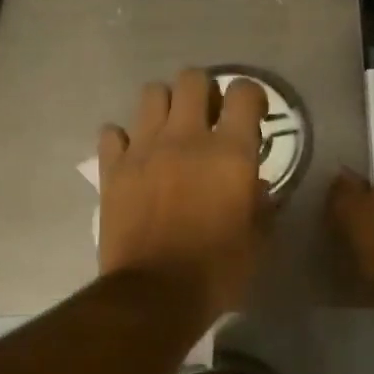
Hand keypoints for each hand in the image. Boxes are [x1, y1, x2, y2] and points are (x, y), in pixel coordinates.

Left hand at [98, 68, 270, 317]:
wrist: (154, 295)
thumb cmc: (215, 272)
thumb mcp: (257, 242)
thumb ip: (260, 204)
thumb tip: (252, 183)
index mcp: (230, 153)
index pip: (244, 93)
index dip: (250, 97)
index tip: (250, 114)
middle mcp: (186, 138)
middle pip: (192, 78)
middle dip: (203, 92)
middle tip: (206, 119)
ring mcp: (144, 149)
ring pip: (151, 93)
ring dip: (164, 106)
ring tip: (169, 132)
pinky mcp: (112, 168)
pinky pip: (113, 132)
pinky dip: (124, 139)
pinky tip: (133, 158)